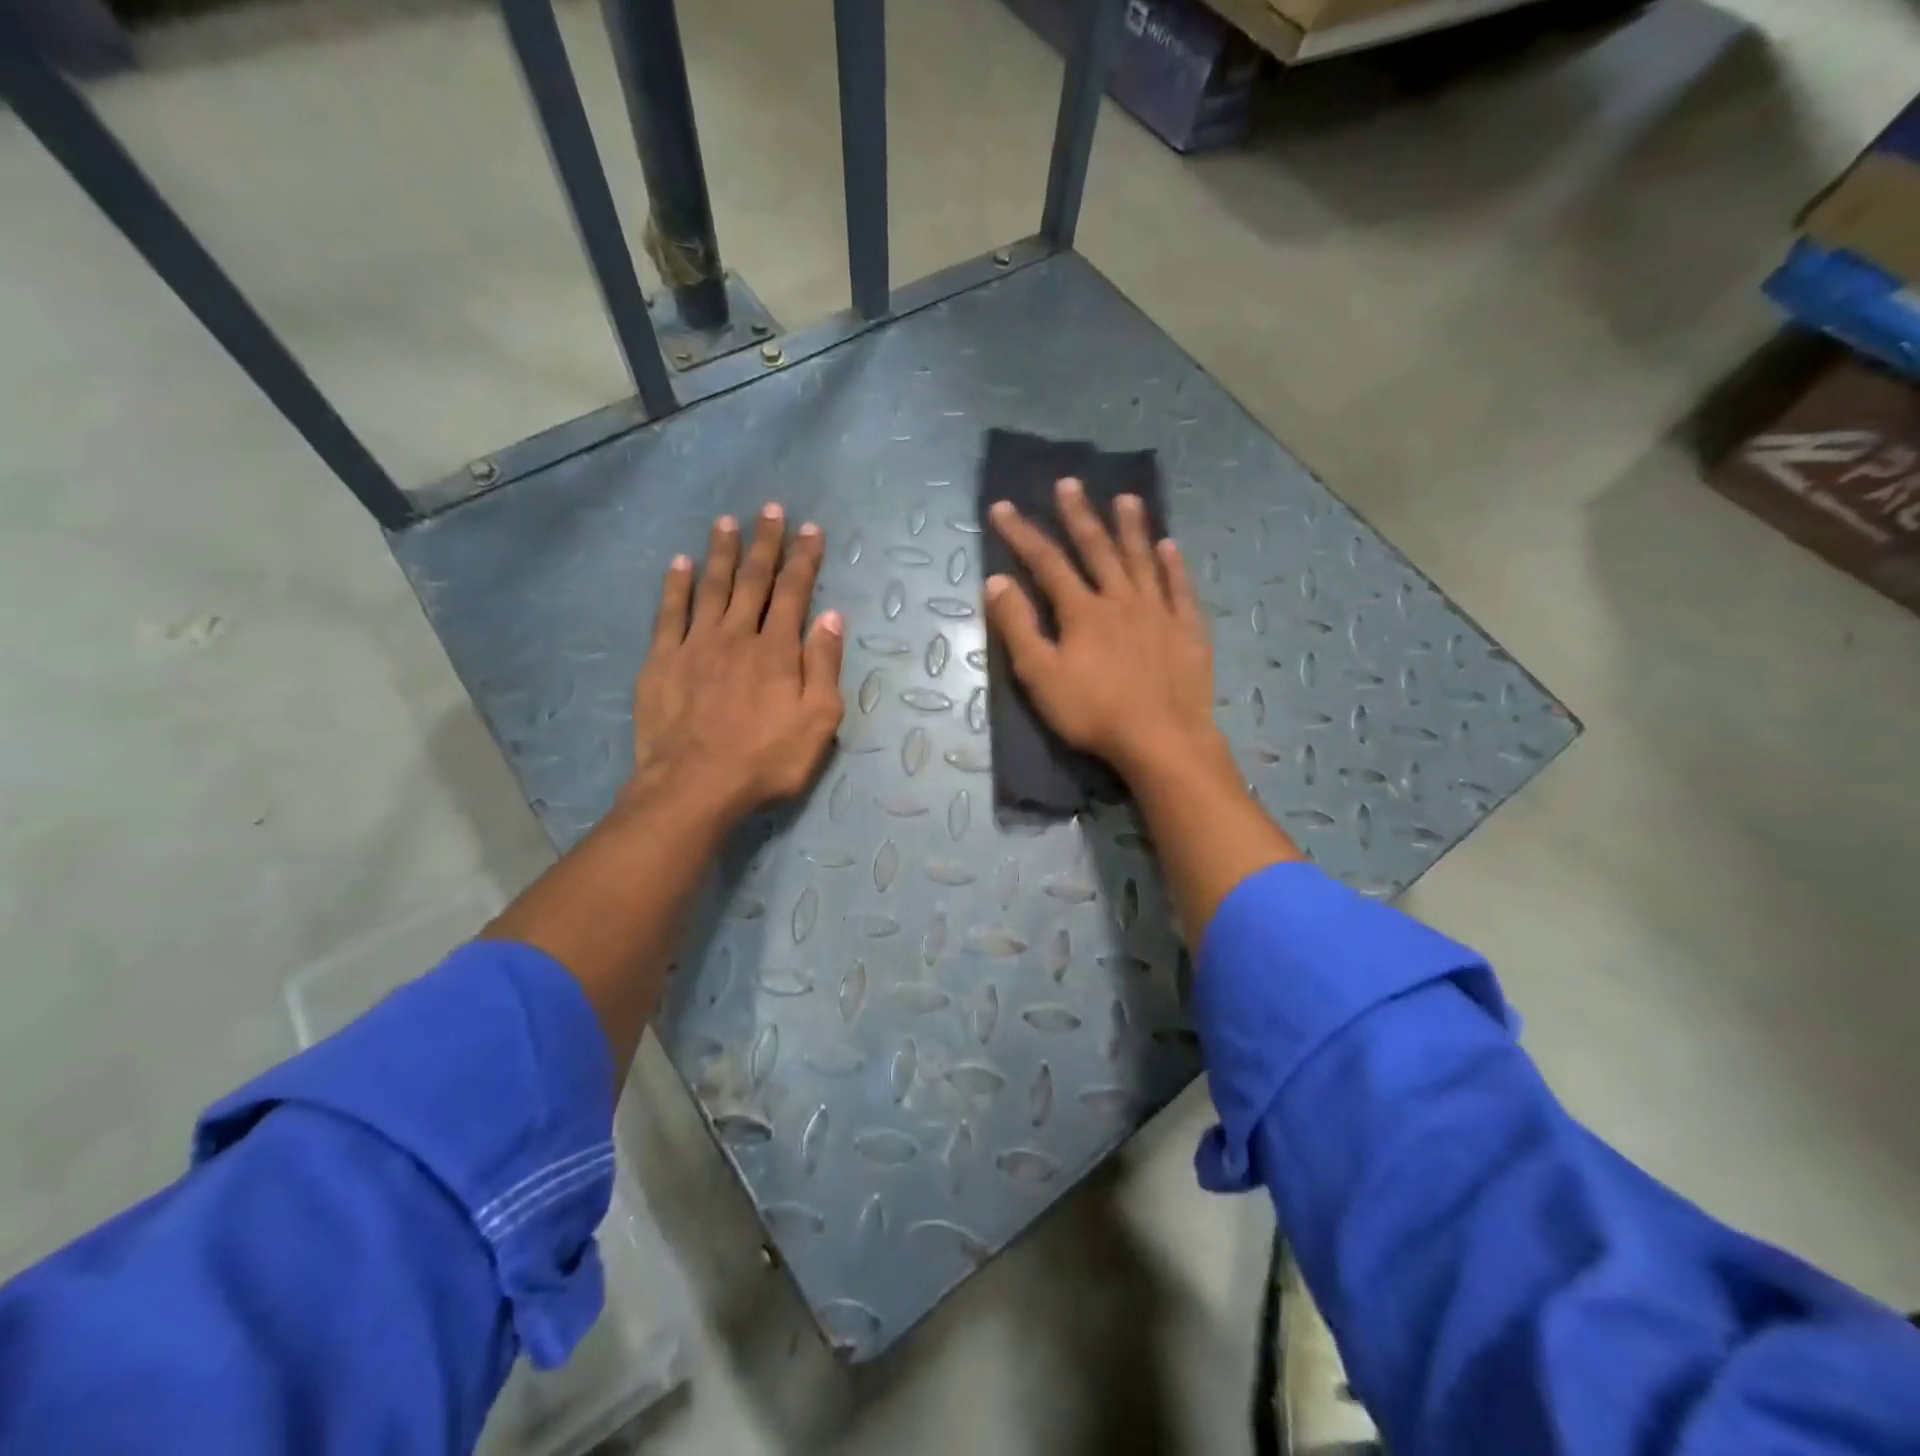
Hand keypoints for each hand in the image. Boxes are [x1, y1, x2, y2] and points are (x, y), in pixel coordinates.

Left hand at [630, 503, 845, 822]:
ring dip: (721, 553)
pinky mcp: (662, 661)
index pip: (794, 592)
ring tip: (726, 522)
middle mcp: (737, 635)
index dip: (804, 559)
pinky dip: (675, 587)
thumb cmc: (766, 758)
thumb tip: (830, 616)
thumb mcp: (818, 720)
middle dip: (765, 543)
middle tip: (770, 510)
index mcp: (777, 650)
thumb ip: (824, 665)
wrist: (695, 785)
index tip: (810, 529)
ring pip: (711, 587)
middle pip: (753, 580)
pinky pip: (669, 614)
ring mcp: (696, 645)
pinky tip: (678, 564)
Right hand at [984, 477, 1220, 779]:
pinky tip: (1171, 546)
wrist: (1162, 739)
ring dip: (1132, 527)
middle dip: (1079, 516)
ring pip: (1142, 559)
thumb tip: (995, 581)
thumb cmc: (1093, 713)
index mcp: (1082, 611)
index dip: (1022, 534)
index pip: (1047, 562)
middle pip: (1096, 549)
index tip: (1002, 507)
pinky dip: (1173, 565)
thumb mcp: (1041, 676)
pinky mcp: (1187, 630)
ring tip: (1126, 499)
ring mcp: (1159, 612)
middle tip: (1069, 483)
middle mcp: (1121, 599)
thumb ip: (1018, 627)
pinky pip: (1180, 588)